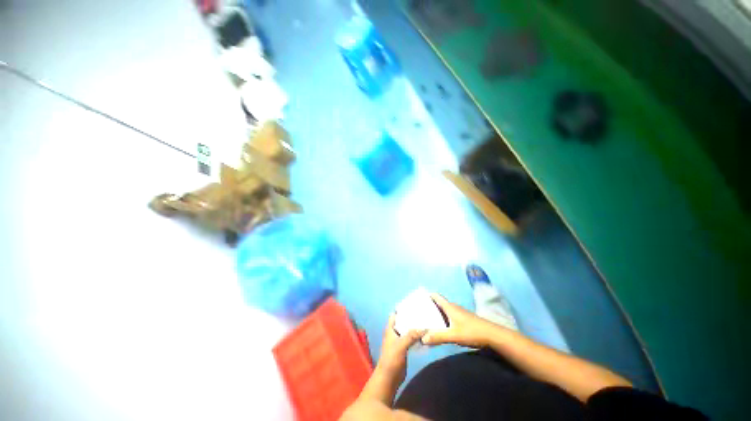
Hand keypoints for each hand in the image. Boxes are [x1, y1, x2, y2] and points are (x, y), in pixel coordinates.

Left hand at [376, 314, 424, 384]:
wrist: (389, 377)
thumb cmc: (391, 358)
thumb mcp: (401, 345)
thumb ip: (411, 335)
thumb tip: (424, 327)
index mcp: (390, 328)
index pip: (395, 314)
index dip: (402, 308)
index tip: (412, 304)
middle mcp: (394, 332)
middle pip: (403, 321)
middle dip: (411, 317)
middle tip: (423, 312)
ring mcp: (399, 340)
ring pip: (408, 330)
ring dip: (415, 327)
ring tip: (426, 321)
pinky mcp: (404, 348)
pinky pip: (411, 339)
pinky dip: (416, 336)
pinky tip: (425, 334)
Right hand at [422, 293, 495, 347]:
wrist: (493, 336)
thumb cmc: (472, 331)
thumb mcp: (453, 335)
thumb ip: (438, 336)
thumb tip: (422, 338)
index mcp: (449, 307)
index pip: (436, 296)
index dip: (427, 295)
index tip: (418, 299)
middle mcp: (453, 307)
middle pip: (439, 304)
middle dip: (429, 306)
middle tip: (419, 312)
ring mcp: (459, 314)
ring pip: (444, 311)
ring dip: (436, 314)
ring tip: (427, 321)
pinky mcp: (464, 320)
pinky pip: (449, 317)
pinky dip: (443, 320)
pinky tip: (441, 328)